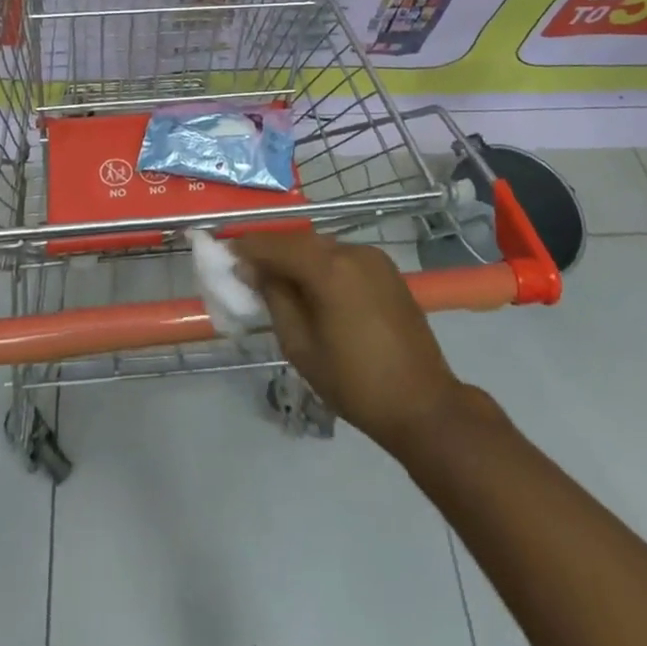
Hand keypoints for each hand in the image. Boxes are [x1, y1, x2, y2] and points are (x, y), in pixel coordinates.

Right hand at [233, 230, 464, 453]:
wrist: (422, 405)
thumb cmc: (354, 382)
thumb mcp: (300, 345)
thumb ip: (274, 297)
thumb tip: (252, 268)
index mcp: (328, 268)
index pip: (275, 244)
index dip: (247, 247)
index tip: (224, 254)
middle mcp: (351, 250)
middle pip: (299, 240)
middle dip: (271, 251)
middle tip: (248, 271)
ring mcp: (373, 257)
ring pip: (322, 246)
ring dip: (297, 257)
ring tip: (279, 282)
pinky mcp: (387, 270)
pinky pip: (343, 257)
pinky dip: (322, 265)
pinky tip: (314, 289)